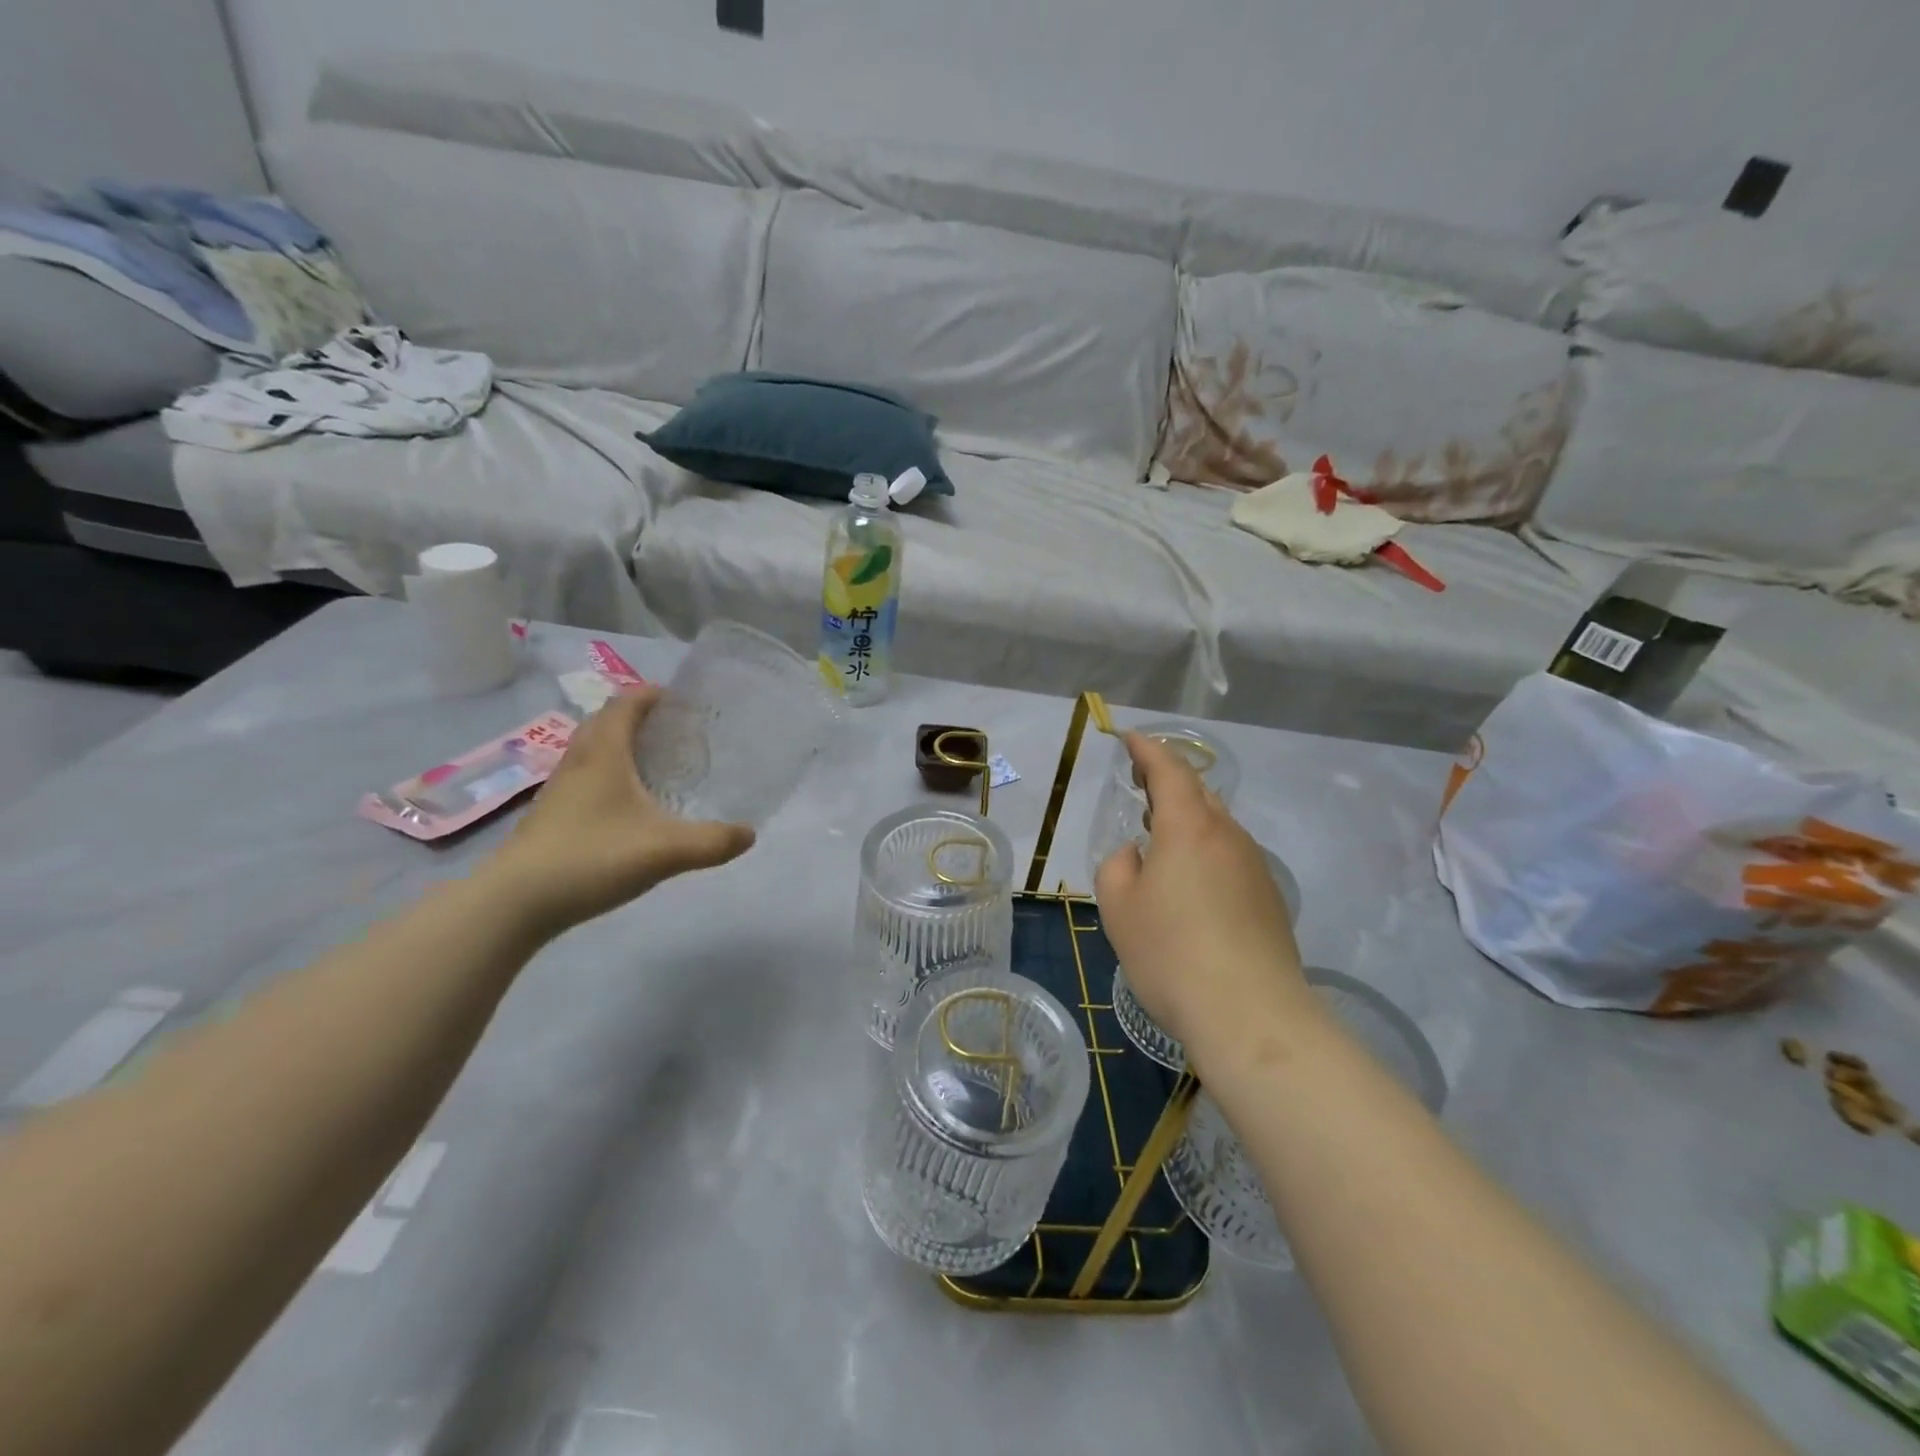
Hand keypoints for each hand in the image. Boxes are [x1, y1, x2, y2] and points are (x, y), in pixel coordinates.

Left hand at [482, 687, 754, 934]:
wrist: (514, 903)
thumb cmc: (592, 858)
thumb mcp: (665, 850)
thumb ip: (713, 841)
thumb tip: (749, 834)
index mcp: (604, 754)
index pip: (626, 703)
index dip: (652, 694)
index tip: (681, 698)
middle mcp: (578, 762)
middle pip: (605, 721)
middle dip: (638, 716)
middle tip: (673, 730)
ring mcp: (559, 789)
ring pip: (591, 750)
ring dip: (620, 746)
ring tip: (654, 763)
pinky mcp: (550, 816)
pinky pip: (584, 778)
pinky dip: (607, 776)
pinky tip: (627, 806)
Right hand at [1094, 732, 1312, 1069]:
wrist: (1251, 1016)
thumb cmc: (1171, 954)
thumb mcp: (1119, 908)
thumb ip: (1118, 867)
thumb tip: (1137, 855)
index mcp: (1189, 828)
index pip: (1169, 770)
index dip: (1147, 750)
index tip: (1129, 738)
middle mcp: (1228, 837)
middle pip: (1199, 793)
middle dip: (1168, 782)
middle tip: (1141, 785)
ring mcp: (1255, 868)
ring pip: (1218, 827)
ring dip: (1188, 820)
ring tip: (1161, 836)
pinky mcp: (1269, 900)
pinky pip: (1231, 858)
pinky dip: (1206, 853)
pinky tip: (1192, 885)